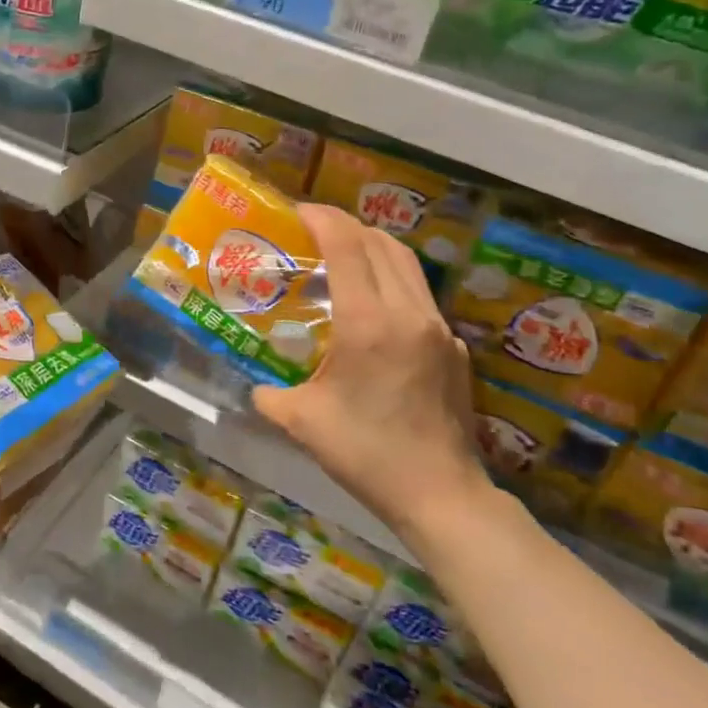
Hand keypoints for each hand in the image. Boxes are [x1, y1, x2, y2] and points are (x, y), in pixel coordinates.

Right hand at [251, 205, 493, 549]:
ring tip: (340, 255)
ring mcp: (437, 327)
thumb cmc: (366, 454)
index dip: (320, 218)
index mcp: (368, 322)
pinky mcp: (452, 346)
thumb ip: (269, 396)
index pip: (346, 245)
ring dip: (371, 246)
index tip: (294, 212)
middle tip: (311, 231)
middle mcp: (407, 312)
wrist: (441, 494)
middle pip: (379, 242)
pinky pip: (418, 293)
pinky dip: (391, 278)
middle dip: (343, 226)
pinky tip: (371, 305)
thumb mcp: (303, 423)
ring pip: (405, 262)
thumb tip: (255, 388)